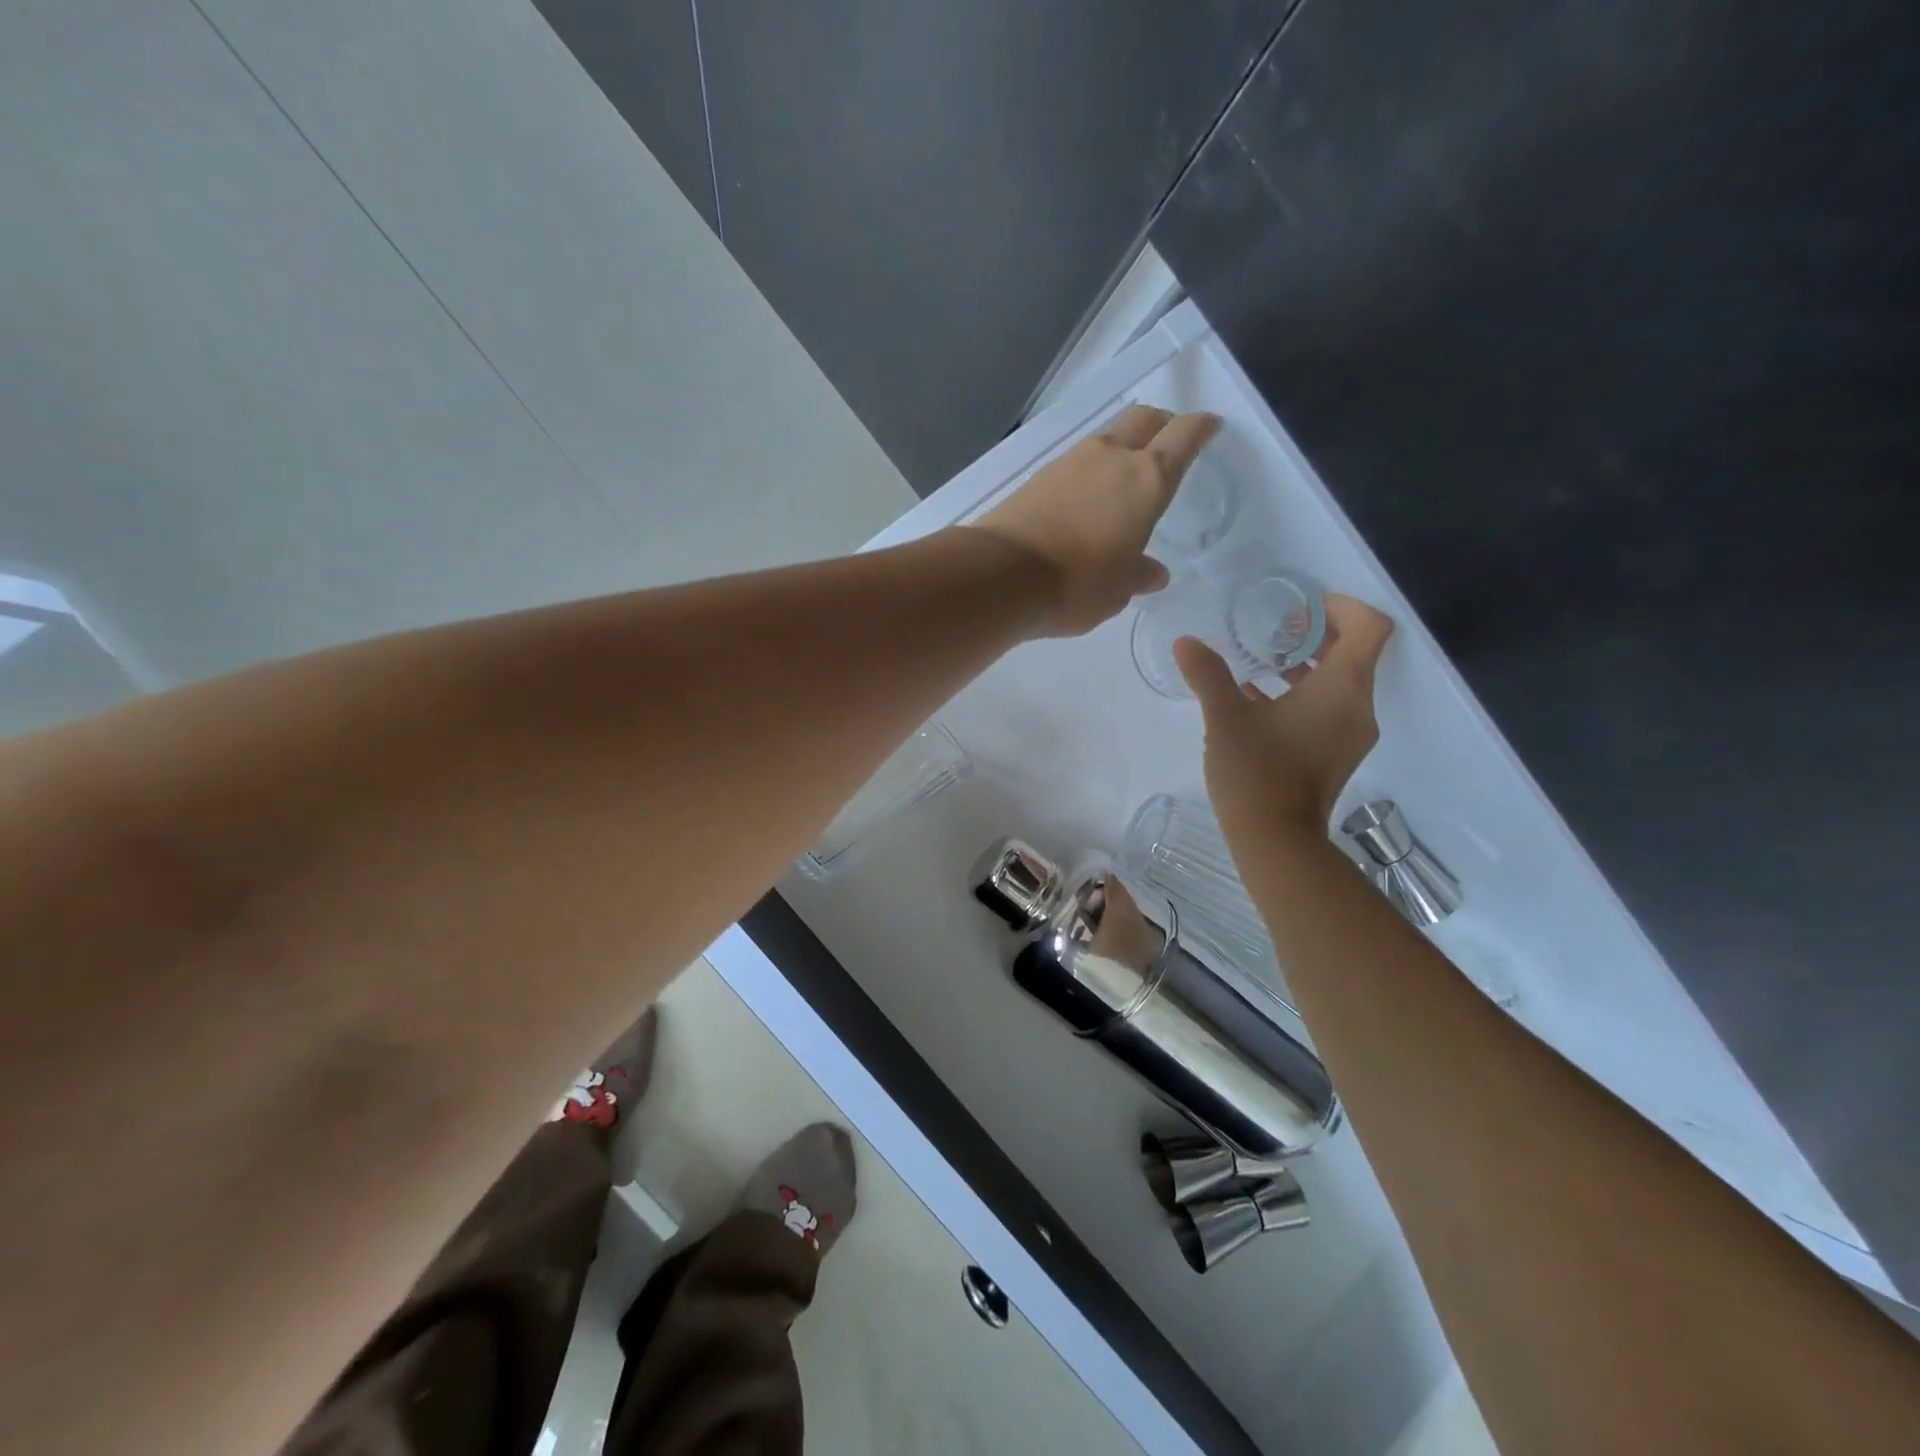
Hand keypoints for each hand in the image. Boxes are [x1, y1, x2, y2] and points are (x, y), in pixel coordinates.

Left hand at [970, 405, 1220, 636]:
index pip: (1184, 436)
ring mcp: (1069, 463)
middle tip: (1169, 443)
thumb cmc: (1076, 585)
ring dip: (1122, 449)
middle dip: (1162, 425)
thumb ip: (1138, 575)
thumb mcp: (1117, 590)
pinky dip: (1089, 472)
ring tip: (1123, 480)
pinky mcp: (1037, 477)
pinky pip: (1076, 464)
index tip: (1210, 426)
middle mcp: (1111, 458)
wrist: (1000, 576)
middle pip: (1144, 419)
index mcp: (1147, 479)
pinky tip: (1086, 499)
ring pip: (1107, 439)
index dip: (1201, 428)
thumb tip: (1153, 573)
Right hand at [1175, 595, 1394, 841]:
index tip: (1301, 607)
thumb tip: (1185, 642)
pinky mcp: (1337, 756)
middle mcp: (1358, 707)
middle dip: (1319, 634)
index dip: (1342, 606)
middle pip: (1356, 653)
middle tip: (1275, 630)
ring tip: (1264, 664)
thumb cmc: (1256, 771)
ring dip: (1309, 667)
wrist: (1276, 840)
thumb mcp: (1225, 718)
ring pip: (1341, 684)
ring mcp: (1351, 735)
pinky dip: (1305, 696)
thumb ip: (1208, 675)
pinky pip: (1330, 710)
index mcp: (1342, 688)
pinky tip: (1261, 702)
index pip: (1369, 627)